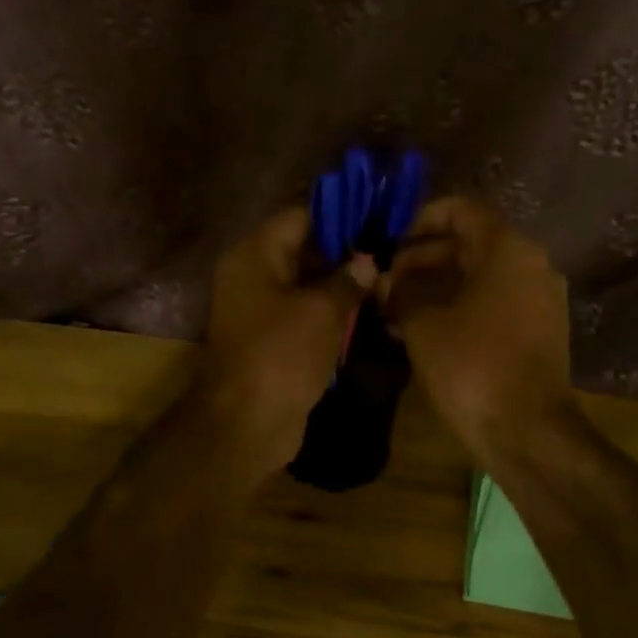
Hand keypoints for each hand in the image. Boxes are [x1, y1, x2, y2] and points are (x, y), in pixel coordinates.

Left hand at [200, 208, 375, 484]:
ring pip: (306, 287)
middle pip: (303, 251)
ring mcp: (261, 312)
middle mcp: (253, 277)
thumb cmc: (281, 354)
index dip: (340, 214)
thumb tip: (367, 261)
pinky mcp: (272, 343)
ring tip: (385, 281)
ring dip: (340, 287)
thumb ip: (347, 280)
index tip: (379, 216)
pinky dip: (329, 316)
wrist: (247, 422)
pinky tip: (365, 314)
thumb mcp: (321, 311)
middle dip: (344, 253)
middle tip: (389, 253)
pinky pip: (304, 318)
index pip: (299, 217)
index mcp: (254, 256)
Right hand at [377, 197, 572, 461]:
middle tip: (382, 284)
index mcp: (507, 249)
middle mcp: (530, 265)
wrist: (525, 430)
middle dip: (420, 261)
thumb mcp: (422, 323)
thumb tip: (387, 280)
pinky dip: (455, 309)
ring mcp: (537, 300)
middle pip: (467, 245)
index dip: (417, 221)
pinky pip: (490, 305)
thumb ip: (401, 290)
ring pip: (476, 278)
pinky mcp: (536, 332)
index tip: (386, 245)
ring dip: (433, 289)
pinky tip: (419, 332)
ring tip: (391, 310)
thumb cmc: (471, 366)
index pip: (459, 211)